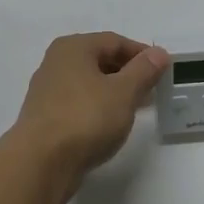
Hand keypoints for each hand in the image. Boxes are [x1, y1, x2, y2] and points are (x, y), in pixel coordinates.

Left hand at [12, 33, 166, 196]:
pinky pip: (79, 103)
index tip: (163, 70)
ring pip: (89, 83)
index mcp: (73, 48)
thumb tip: (159, 53)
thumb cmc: (85, 118)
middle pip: (99, 60)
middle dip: (128, 73)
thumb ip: (143, 70)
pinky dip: (98, 107)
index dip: (141, 53)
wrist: (41, 162)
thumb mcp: (123, 92)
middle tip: (152, 89)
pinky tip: (111, 123)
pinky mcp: (46, 117)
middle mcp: (56, 63)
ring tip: (136, 107)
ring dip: (114, 91)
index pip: (114, 41)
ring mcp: (48, 91)